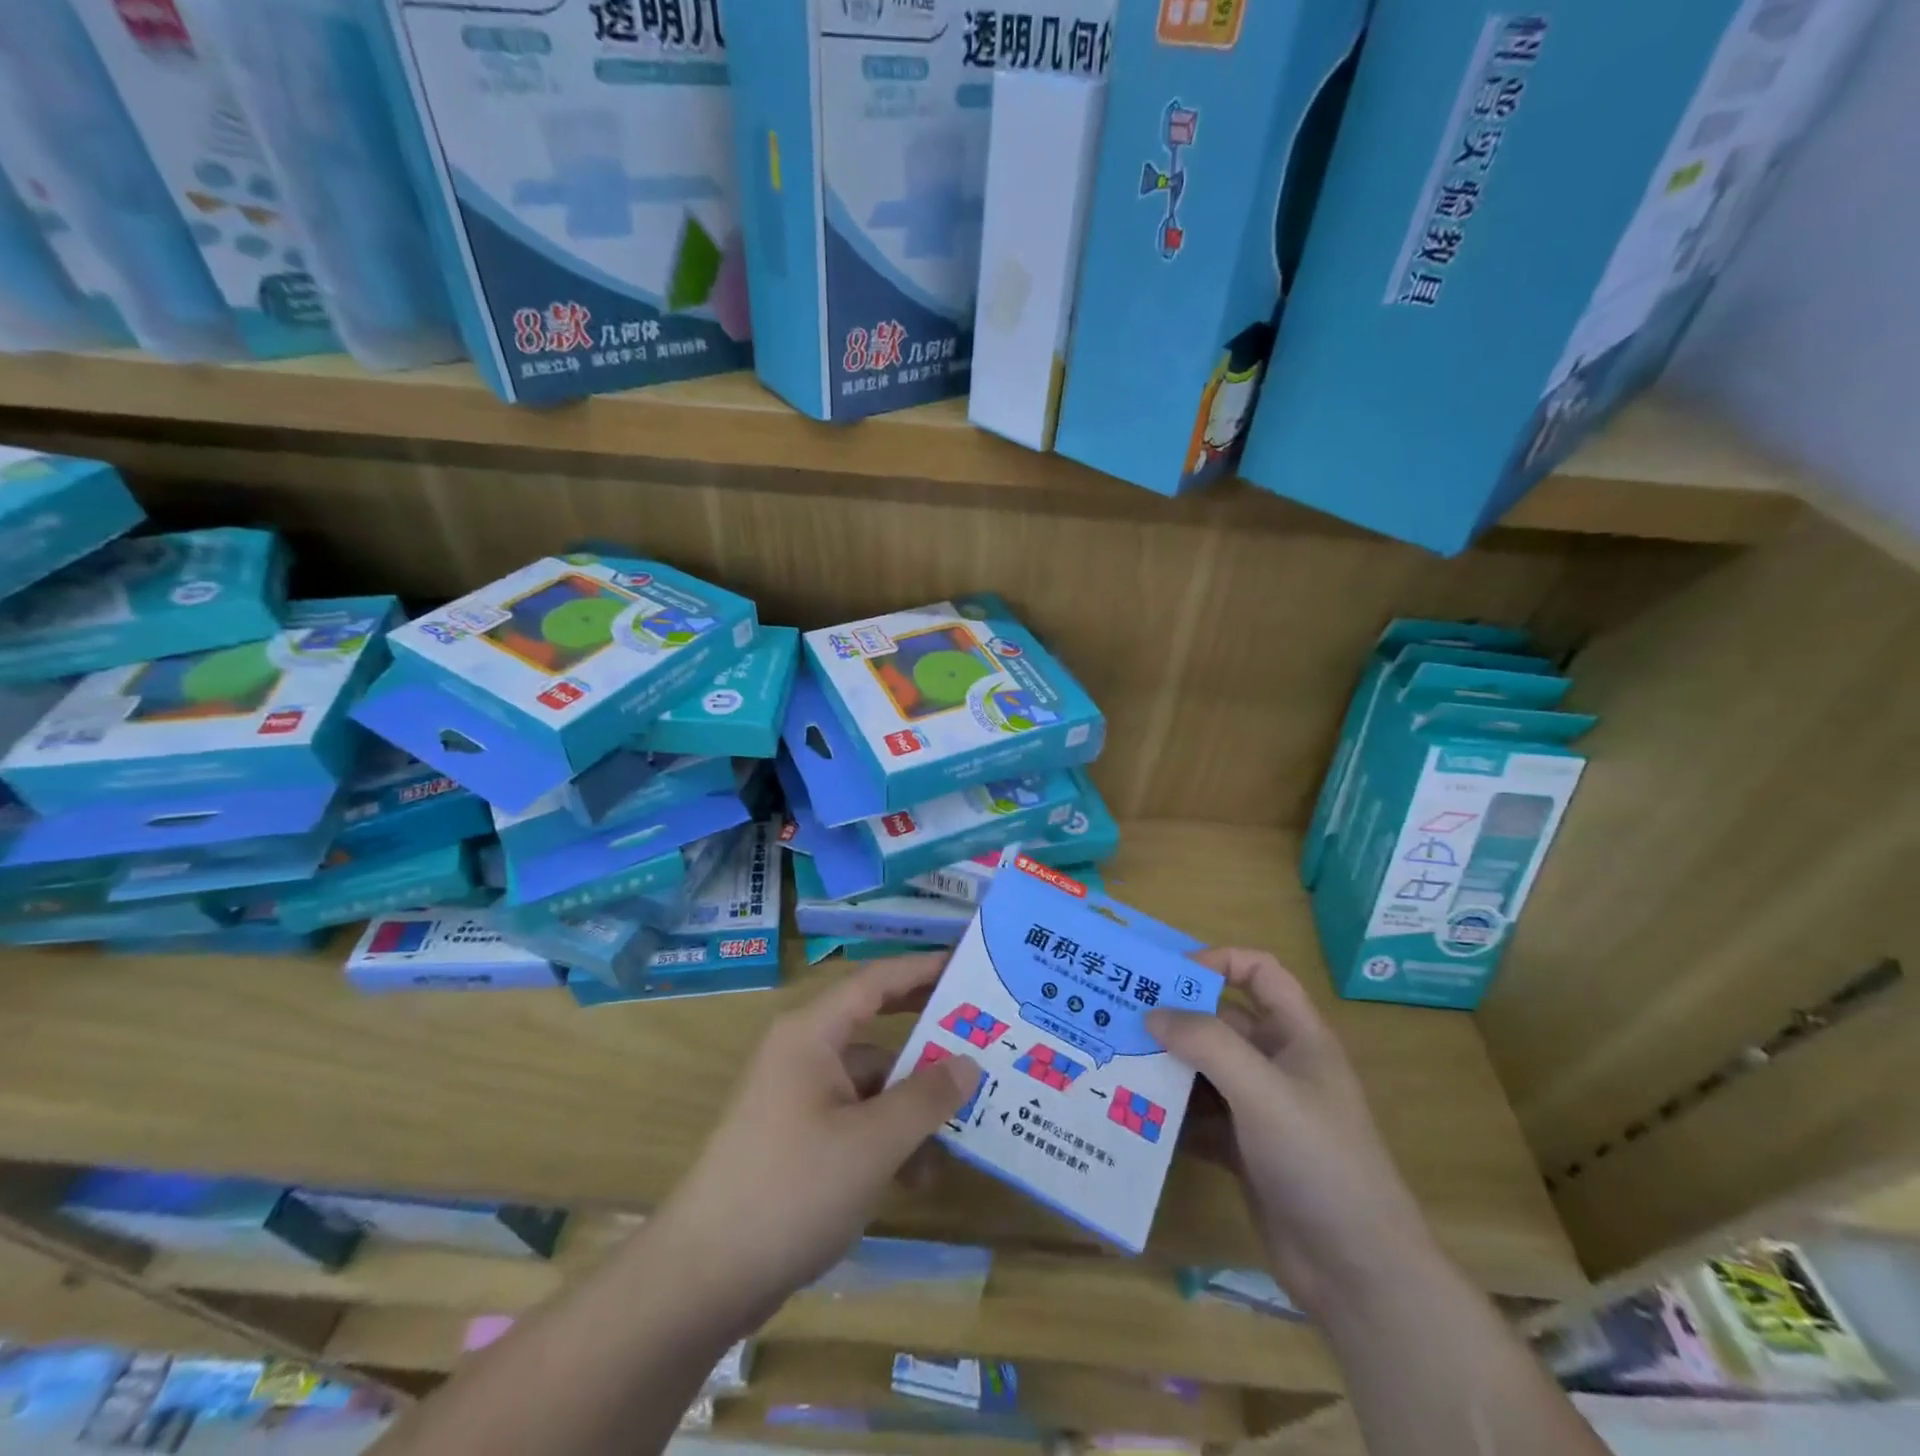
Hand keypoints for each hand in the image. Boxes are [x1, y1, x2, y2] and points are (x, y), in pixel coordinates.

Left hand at [650, 954, 978, 1324]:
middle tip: (980, 1040)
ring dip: (911, 1107)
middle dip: (926, 1042)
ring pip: (869, 1084)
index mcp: (811, 1034)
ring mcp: (796, 1098)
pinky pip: (853, 1119)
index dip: (922, 969)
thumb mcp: (872, 1144)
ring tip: (960, 1135)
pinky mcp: (795, 1139)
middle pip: (875, 1031)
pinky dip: (885, 1138)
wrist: (702, 1279)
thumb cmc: (791, 1190)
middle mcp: (802, 1054)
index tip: (966, 966)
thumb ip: (925, 1098)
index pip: (876, 981)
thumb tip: (968, 1063)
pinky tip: (916, 1177)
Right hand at [1147, 948, 1435, 1316]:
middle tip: (1120, 1015)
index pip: (1259, 972)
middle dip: (1175, 1016)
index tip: (1167, 976)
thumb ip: (1207, 1044)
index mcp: (1297, 1036)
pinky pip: (1198, 1116)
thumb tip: (1152, 1013)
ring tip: (1116, 1060)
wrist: (1358, 1273)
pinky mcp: (1243, 1150)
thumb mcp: (1262, 1091)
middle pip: (1221, 1021)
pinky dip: (1170, 1112)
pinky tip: (1133, 1114)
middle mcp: (1277, 1064)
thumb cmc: (1318, 1161)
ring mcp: (1260, 1109)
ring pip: (1204, 1070)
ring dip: (1166, 1065)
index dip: (1217, 961)